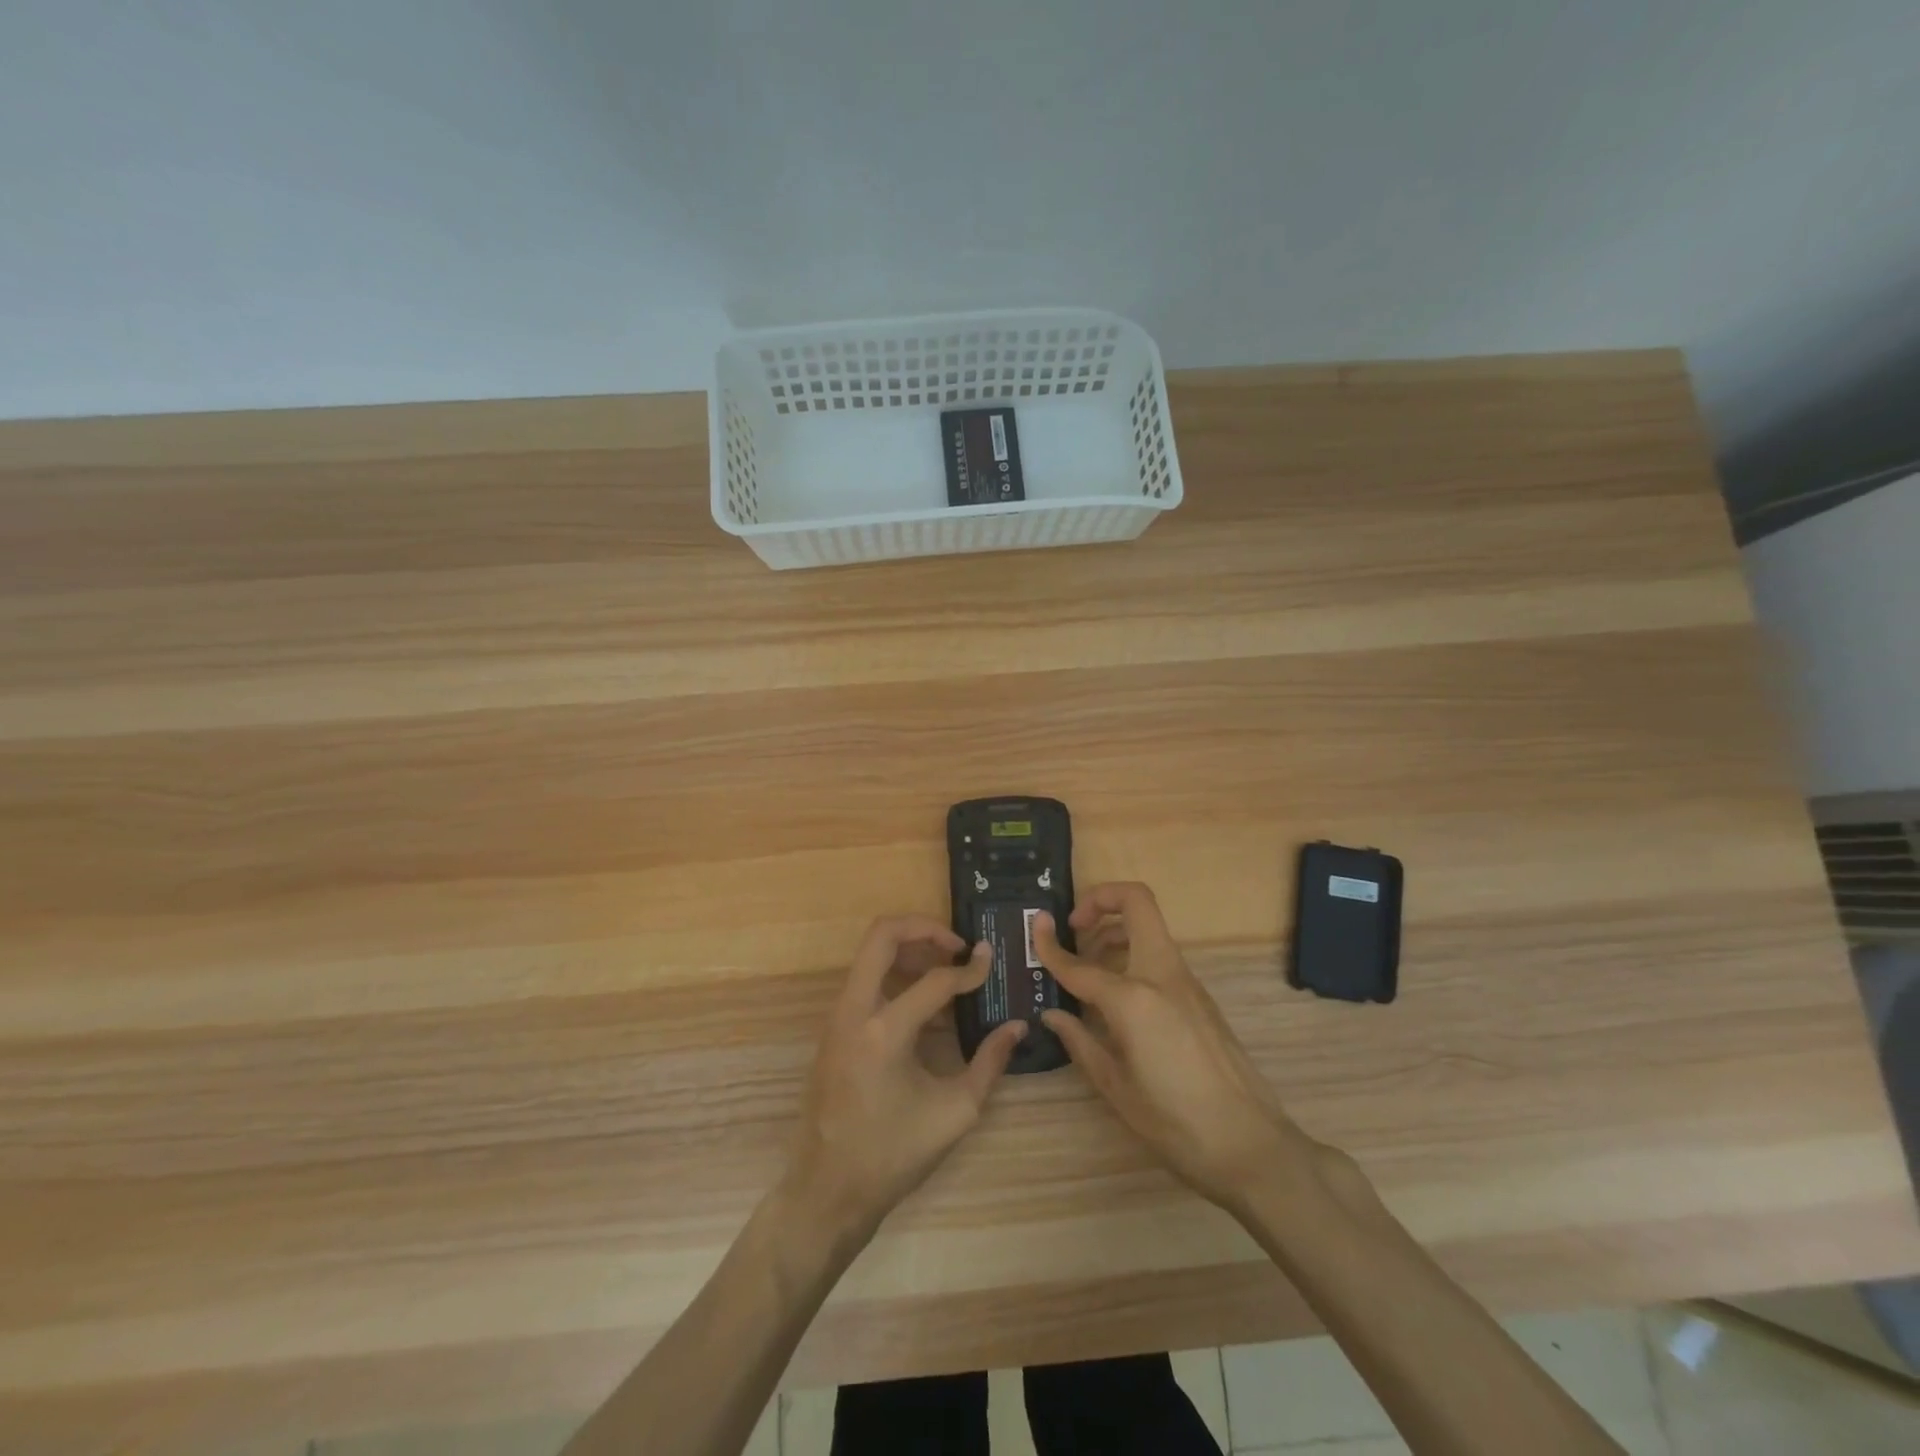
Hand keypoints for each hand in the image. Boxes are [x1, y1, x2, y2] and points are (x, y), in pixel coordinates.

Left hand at [782, 915, 1026, 1248]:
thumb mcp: (955, 1113)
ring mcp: (838, 1016)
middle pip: (882, 934)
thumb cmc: (893, 1155)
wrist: (828, 1191)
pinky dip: (895, 971)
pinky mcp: (834, 1027)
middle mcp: (853, 1010)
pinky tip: (925, 998)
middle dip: (923, 927)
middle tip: (958, 945)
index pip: (935, 980)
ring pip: (870, 952)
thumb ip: (990, 1063)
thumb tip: (1017, 1026)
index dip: (969, 970)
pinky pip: (865, 979)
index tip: (991, 961)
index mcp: (883, 1032)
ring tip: (946, 964)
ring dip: (908, 946)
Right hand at [1036, 885, 1308, 1211]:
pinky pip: (1160, 958)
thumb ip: (1080, 1041)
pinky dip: (1132, 957)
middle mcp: (1162, 975)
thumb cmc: (1175, 1122)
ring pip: (1150, 928)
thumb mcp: (1115, 1087)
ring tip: (1088, 965)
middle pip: (1137, 902)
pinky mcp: (1200, 998)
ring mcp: (1187, 983)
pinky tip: (1116, 999)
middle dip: (1101, 900)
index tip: (1034, 927)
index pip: (1080, 963)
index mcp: (1134, 999)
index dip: (1050, 945)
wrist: (1251, 1145)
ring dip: (1116, 930)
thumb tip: (1053, 1014)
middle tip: (1075, 927)